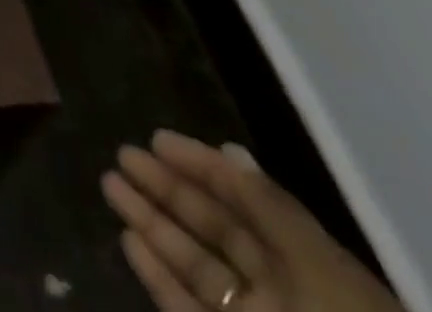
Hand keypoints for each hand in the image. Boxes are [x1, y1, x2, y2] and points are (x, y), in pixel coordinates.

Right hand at [102, 130, 402, 311]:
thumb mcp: (321, 270)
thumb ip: (273, 210)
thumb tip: (230, 151)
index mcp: (311, 266)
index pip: (249, 202)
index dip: (205, 166)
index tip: (157, 138)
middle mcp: (282, 291)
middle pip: (216, 228)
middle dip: (168, 188)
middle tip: (123, 154)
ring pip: (195, 264)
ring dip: (152, 224)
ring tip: (110, 185)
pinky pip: (187, 308)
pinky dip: (156, 276)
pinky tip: (128, 240)